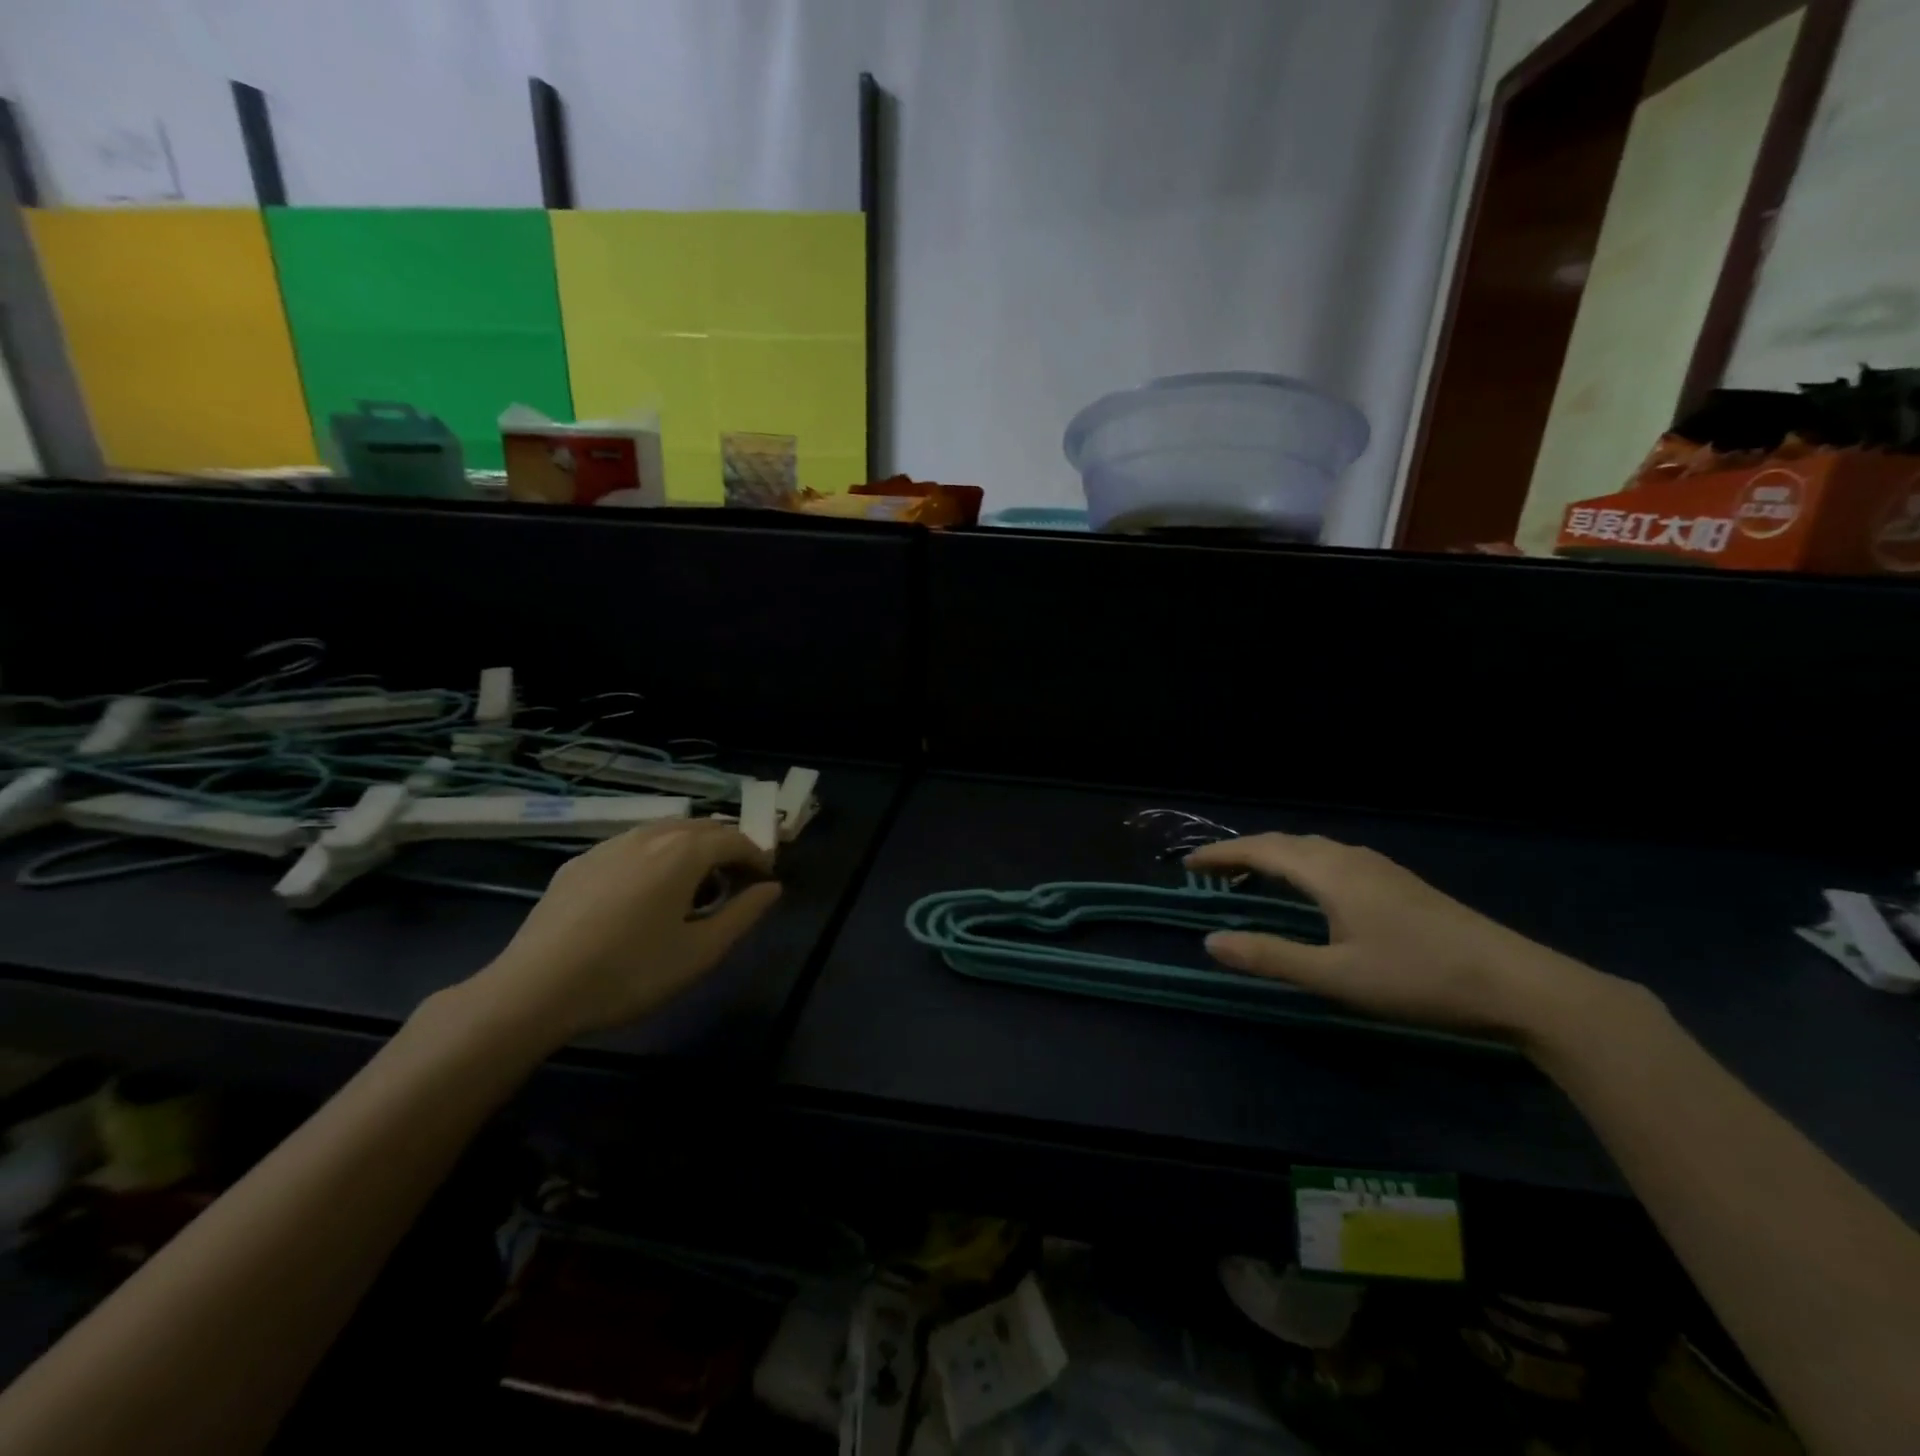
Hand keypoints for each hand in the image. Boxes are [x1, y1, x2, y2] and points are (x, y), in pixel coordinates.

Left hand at [465, 820, 780, 1044]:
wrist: (533, 990)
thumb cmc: (630, 973)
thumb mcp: (700, 952)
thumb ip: (744, 914)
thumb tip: (772, 888)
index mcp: (683, 852)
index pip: (734, 838)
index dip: (756, 857)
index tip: (765, 882)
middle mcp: (648, 836)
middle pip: (701, 828)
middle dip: (725, 849)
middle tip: (734, 884)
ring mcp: (608, 845)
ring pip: (664, 833)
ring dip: (690, 850)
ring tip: (692, 889)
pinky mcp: (578, 863)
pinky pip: (631, 847)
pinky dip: (654, 857)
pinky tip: (644, 895)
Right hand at [1186, 833, 1629, 1046]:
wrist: (1517, 983)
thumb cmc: (1417, 978)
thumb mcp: (1335, 976)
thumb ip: (1270, 956)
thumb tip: (1210, 940)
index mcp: (1329, 873)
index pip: (1261, 850)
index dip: (1221, 854)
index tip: (1188, 863)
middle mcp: (1350, 859)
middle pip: (1285, 842)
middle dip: (1244, 851)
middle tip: (1212, 870)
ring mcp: (1380, 867)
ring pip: (1312, 848)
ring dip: (1275, 855)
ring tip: (1252, 875)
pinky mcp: (1399, 882)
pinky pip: (1333, 857)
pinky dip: (1302, 863)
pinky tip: (1311, 887)